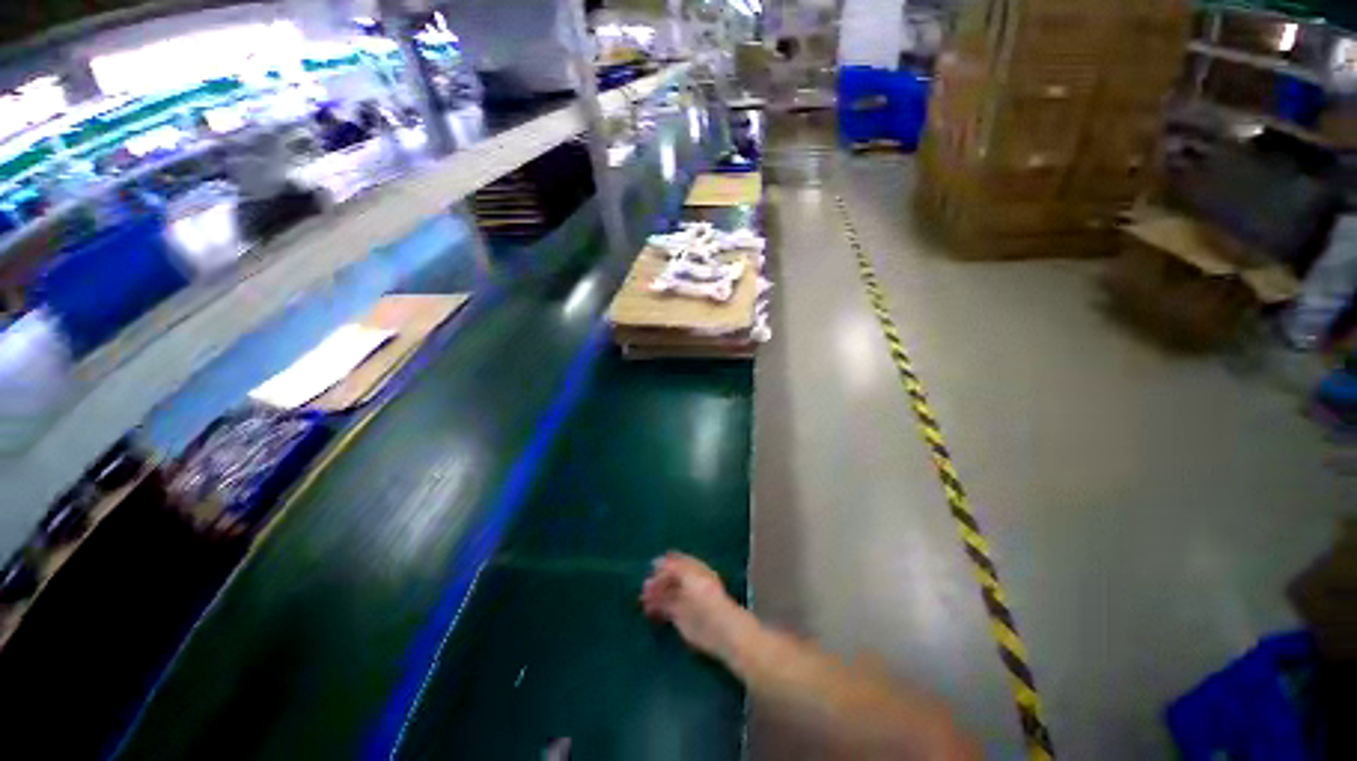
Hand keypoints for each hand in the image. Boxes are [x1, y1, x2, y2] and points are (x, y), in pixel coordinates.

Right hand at [640, 552, 750, 660]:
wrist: (717, 627)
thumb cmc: (705, 596)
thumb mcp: (689, 575)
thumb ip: (672, 567)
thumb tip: (656, 561)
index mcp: (695, 570)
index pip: (678, 562)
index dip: (666, 563)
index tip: (651, 565)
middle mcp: (690, 584)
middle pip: (670, 578)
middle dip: (657, 580)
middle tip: (645, 586)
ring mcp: (685, 601)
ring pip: (666, 594)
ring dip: (654, 594)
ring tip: (643, 598)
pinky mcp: (680, 618)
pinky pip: (665, 609)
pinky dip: (655, 608)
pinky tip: (647, 609)